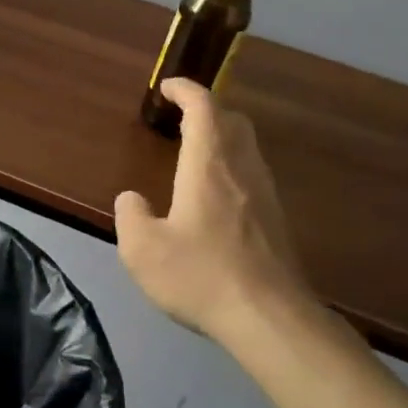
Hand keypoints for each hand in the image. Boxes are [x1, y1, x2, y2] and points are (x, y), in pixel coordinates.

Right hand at [115, 78, 313, 342]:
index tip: (166, 88)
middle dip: (207, 110)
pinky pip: (253, 173)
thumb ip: (131, 216)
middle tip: (180, 119)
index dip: (185, 89)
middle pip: (232, 120)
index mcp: (208, 164)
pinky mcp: (277, 220)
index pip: (203, 106)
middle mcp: (241, 168)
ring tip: (194, 154)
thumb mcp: (142, 249)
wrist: (270, 319)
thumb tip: (133, 200)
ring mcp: (265, 193)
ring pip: (247, 146)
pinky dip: (232, 165)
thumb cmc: (201, 275)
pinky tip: (216, 195)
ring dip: (222, 138)